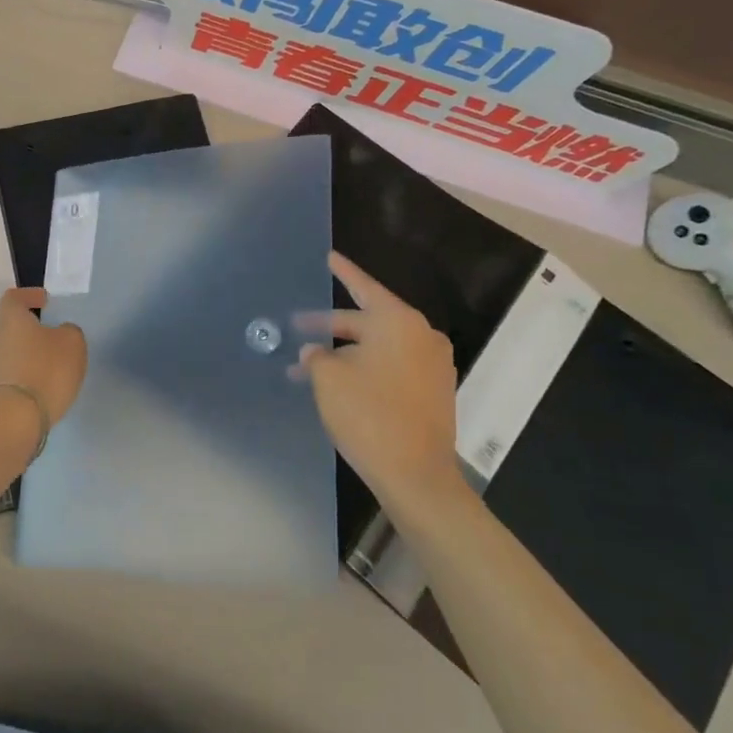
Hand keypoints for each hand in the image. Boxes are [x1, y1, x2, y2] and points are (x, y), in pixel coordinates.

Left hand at [0, 288, 86, 428]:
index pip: (14, 297)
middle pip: (10, 329)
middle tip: (51, 342)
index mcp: (10, 319)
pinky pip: (7, 381)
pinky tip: (37, 393)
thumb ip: (69, 332)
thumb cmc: (43, 371)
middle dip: (29, 334)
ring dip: (25, 360)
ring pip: (7, 356)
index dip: (29, 296)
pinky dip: (21, 383)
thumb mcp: (72, 344)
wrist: (10, 421)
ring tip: (48, 372)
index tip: (44, 300)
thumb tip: (61, 332)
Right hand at [296, 253, 465, 507]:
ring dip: (344, 355)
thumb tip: (316, 352)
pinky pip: (392, 368)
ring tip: (309, 368)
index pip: (364, 287)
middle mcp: (421, 337)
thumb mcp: (328, 379)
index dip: (343, 273)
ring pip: (378, 349)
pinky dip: (365, 369)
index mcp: (399, 322)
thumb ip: (317, 356)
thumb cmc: (369, 415)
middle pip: (368, 322)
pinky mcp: (433, 392)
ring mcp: (432, 366)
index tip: (329, 257)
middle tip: (299, 329)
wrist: (416, 476)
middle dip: (330, 327)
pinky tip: (339, 384)